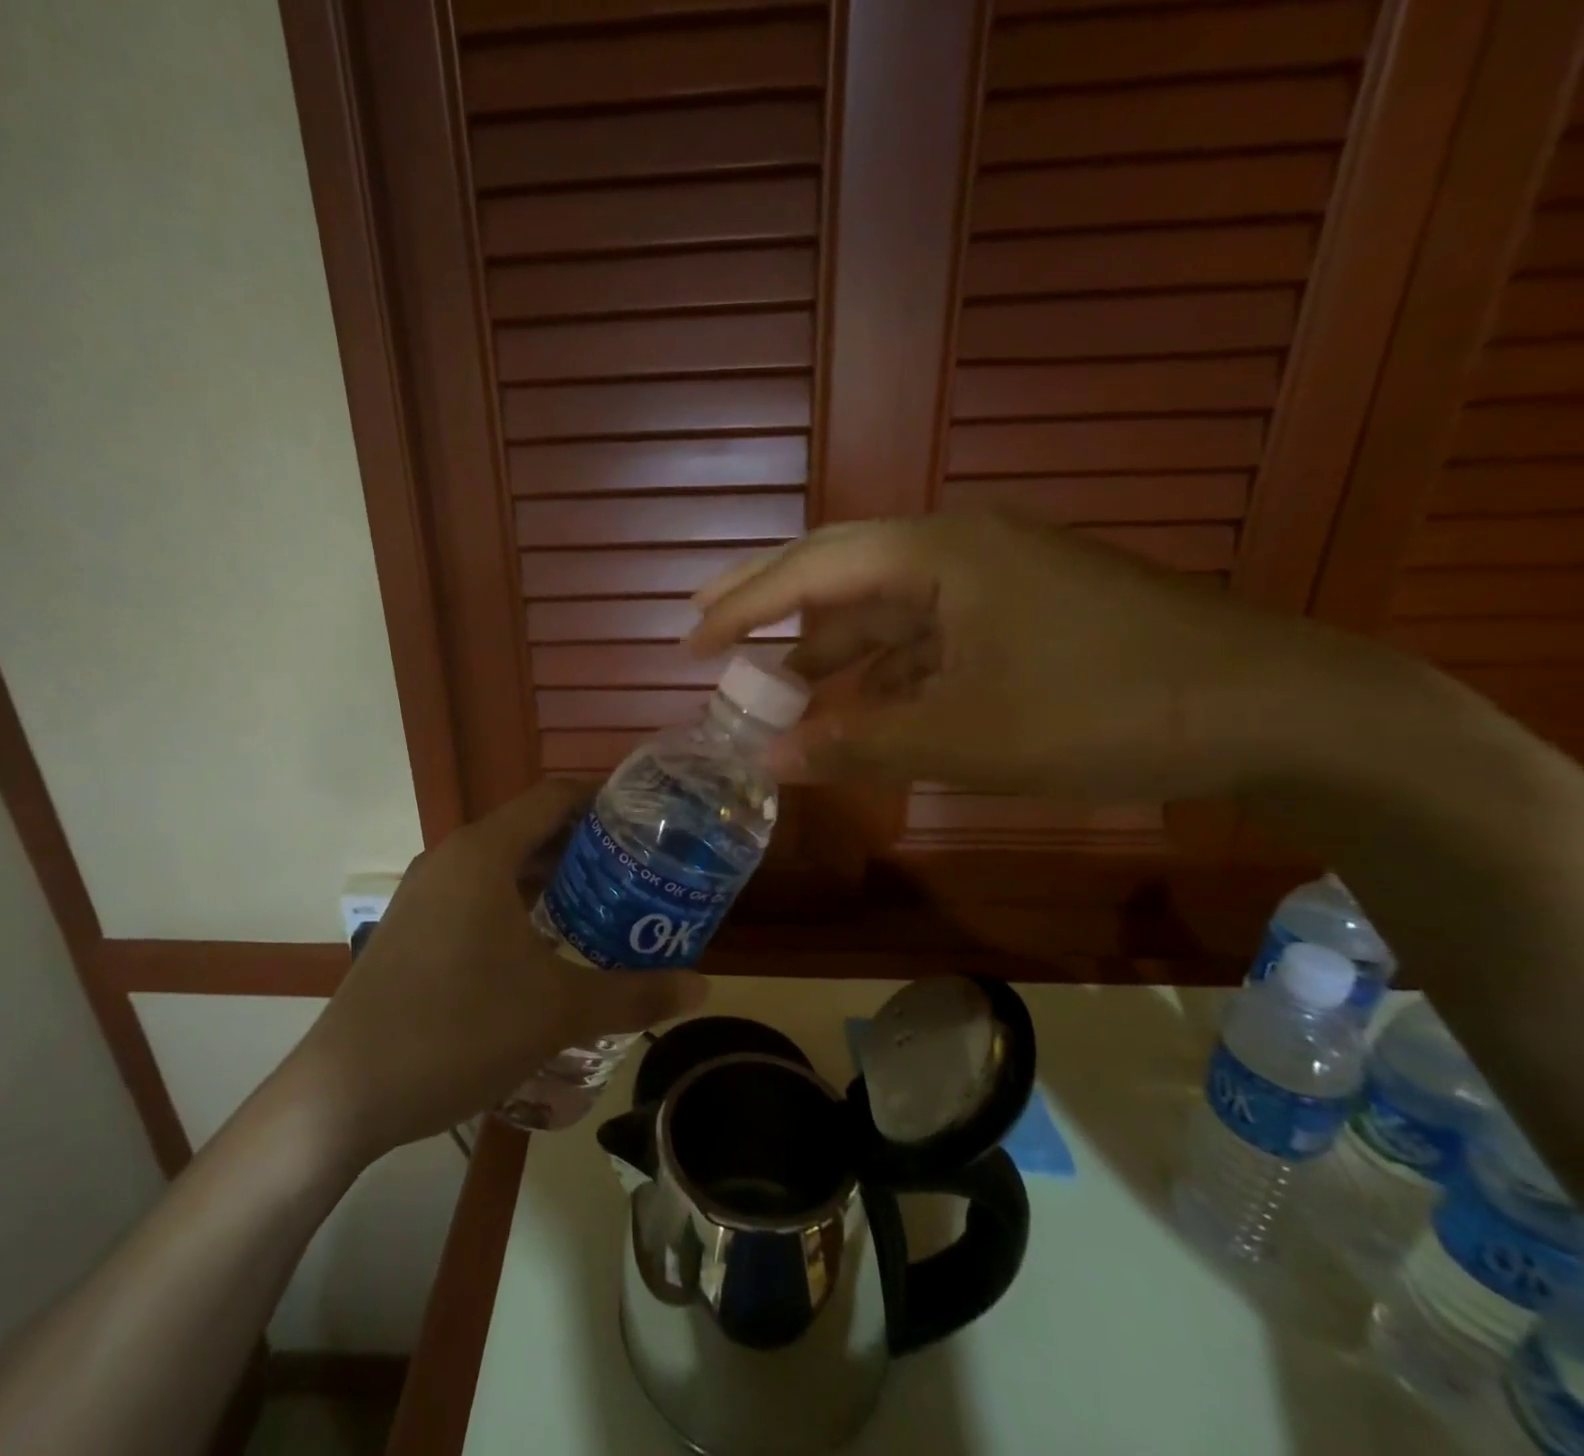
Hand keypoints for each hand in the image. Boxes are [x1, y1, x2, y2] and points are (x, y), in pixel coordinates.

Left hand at [288, 780, 708, 1158]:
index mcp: (483, 853)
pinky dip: (519, 905)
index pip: (554, 797)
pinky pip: (478, 896)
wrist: (345, 1092)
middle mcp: (451, 859)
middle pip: (530, 830)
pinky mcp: (413, 929)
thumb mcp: (559, 1011)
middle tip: (641, 871)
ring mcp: (425, 895)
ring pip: (503, 866)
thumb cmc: (459, 1030)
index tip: (649, 818)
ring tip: (606, 906)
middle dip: (587, 846)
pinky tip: (548, 947)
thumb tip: (704, 987)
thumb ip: (636, 994)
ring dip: (553, 880)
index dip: (604, 800)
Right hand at [687, 513, 1381, 798]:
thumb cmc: (1103, 709)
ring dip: (830, 649)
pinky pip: (926, 635)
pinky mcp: (1019, 613)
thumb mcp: (964, 736)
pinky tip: (862, 706)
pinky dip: (884, 670)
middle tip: (705, 627)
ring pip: (883, 611)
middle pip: (838, 572)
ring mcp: (992, 579)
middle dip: (770, 604)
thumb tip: (765, 758)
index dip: (742, 605)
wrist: (1271, 707)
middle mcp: (956, 550)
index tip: (689, 639)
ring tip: (775, 686)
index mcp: (937, 554)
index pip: (812, 569)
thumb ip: (856, 744)